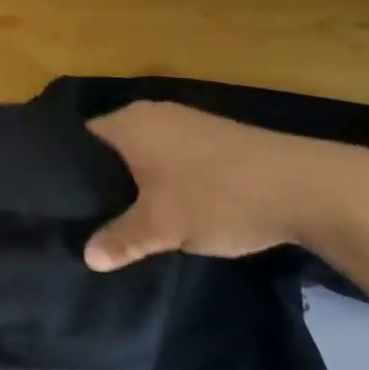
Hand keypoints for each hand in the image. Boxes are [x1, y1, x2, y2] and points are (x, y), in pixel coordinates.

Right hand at [83, 101, 367, 270]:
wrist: (303, 186)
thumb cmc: (216, 197)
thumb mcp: (161, 227)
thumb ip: (120, 239)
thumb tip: (87, 256)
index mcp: (130, 123)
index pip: (82, 140)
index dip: (70, 171)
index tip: (65, 204)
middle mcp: (152, 113)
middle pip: (113, 146)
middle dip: (105, 182)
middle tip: (93, 219)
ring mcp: (186, 122)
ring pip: (146, 153)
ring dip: (140, 183)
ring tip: (131, 220)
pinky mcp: (214, 136)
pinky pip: (173, 156)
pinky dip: (167, 180)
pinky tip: (174, 210)